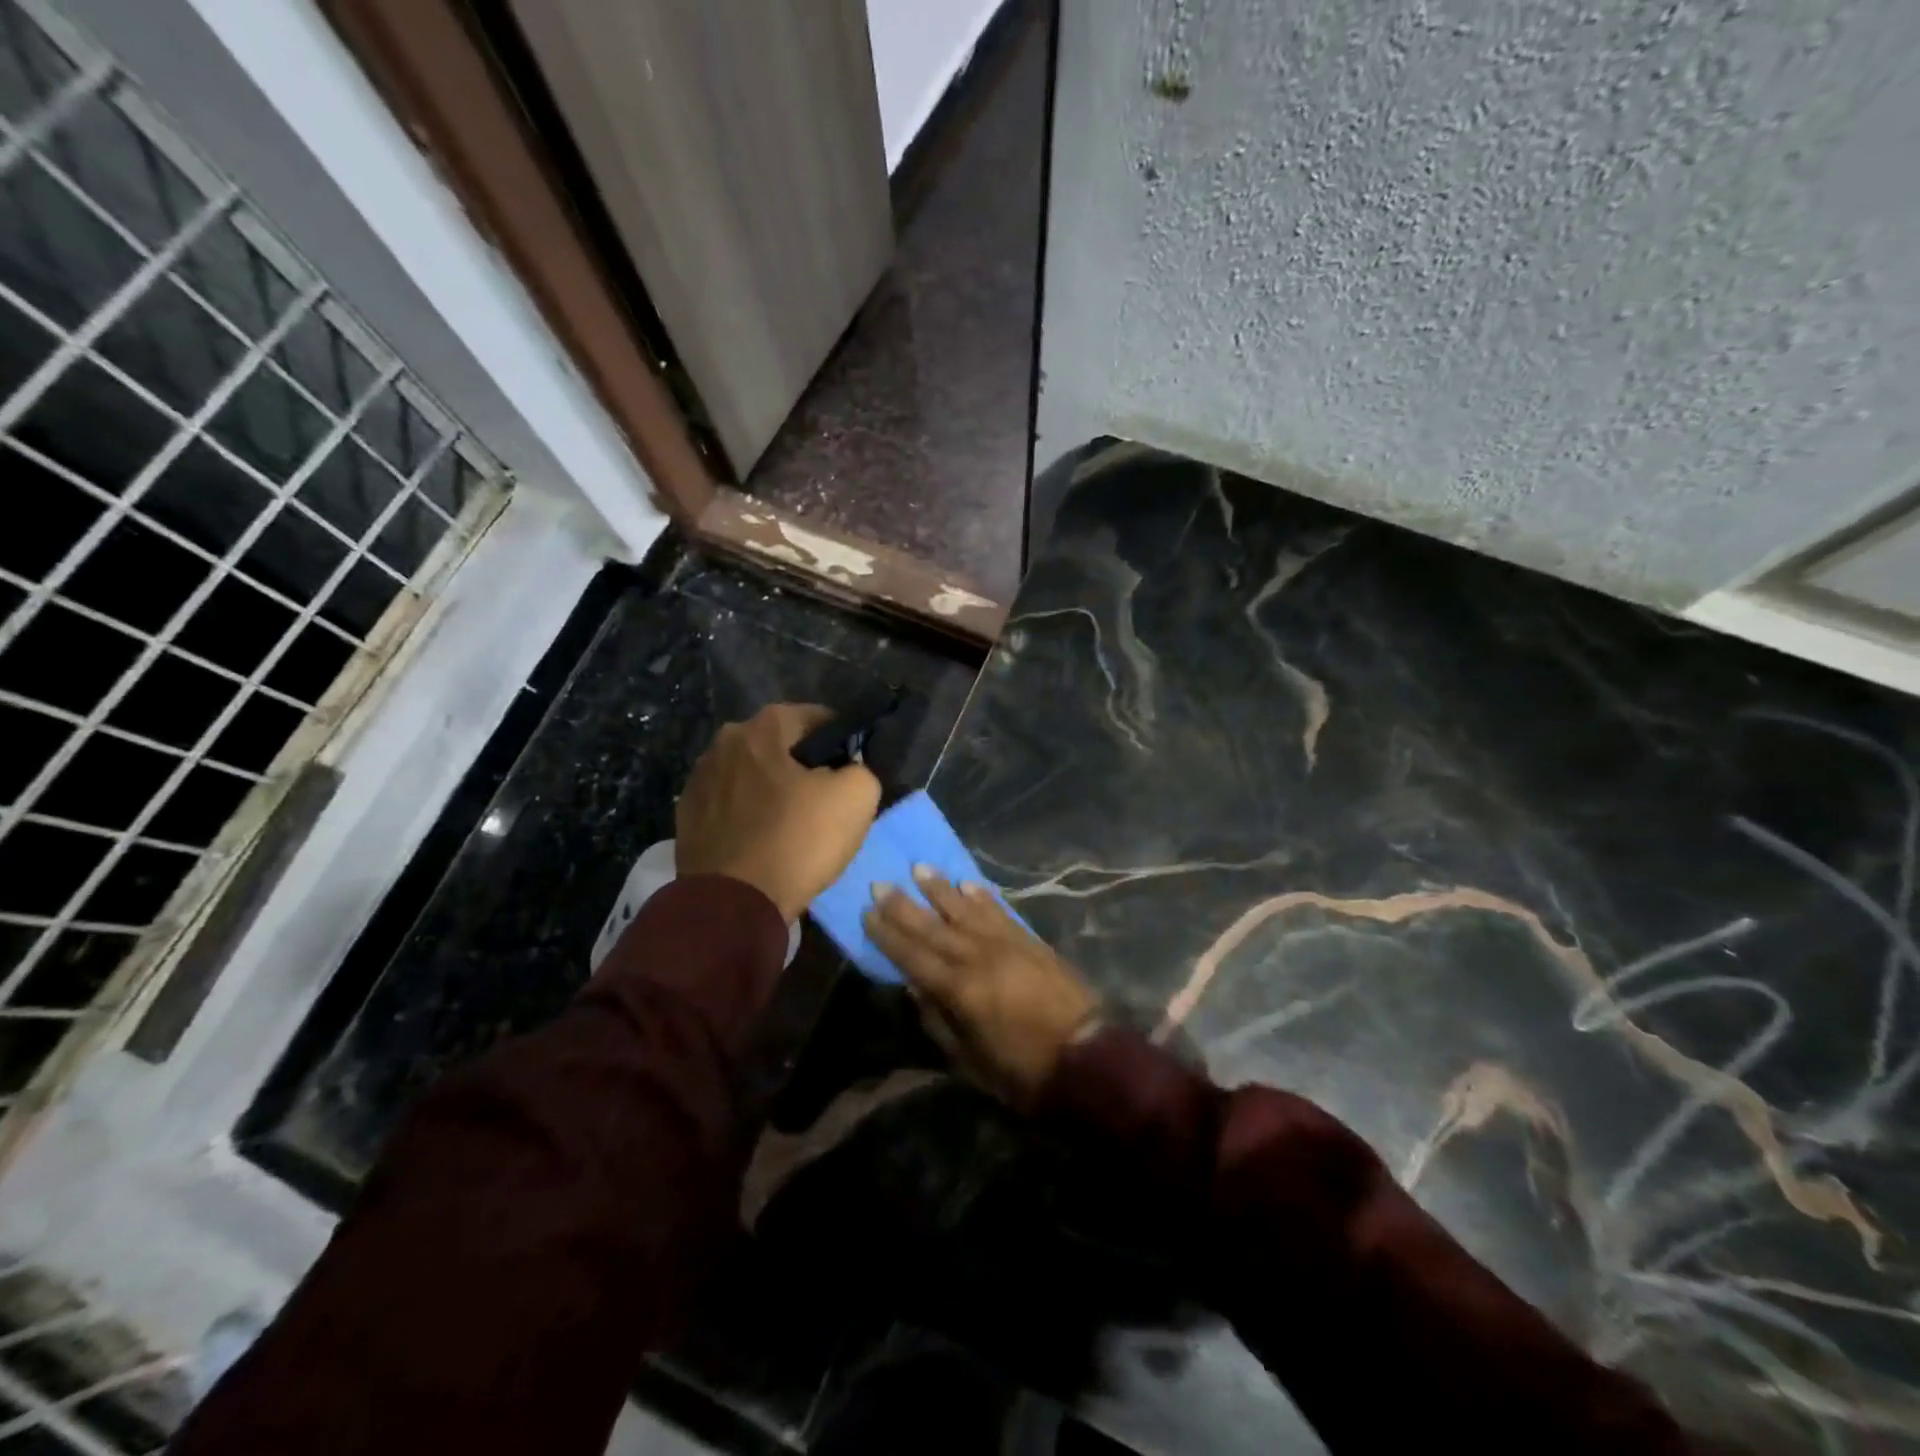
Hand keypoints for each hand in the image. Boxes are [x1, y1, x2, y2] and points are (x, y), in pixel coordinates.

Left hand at [676, 703, 880, 922]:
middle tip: (824, 797)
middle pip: (777, 746)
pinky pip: (729, 805)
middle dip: (801, 764)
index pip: (814, 717)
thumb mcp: (857, 798)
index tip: (852, 766)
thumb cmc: (798, 840)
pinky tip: (762, 839)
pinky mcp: (686, 817)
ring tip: (791, 822)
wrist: (733, 904)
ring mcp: (698, 780)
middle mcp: (723, 743)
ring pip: (750, 775)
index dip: (840, 739)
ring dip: (770, 789)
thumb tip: (847, 771)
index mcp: (762, 728)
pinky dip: (747, 814)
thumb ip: (860, 770)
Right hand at [863, 867, 1098, 1104]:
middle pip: (934, 926)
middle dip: (904, 905)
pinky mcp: (1030, 941)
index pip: (913, 956)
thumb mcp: (970, 1060)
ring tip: (920, 868)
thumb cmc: (1022, 1070)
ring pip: (966, 910)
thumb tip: (913, 987)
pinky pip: (1000, 912)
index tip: (867, 913)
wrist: (1086, 1057)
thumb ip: (938, 1021)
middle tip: (880, 883)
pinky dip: (982, 897)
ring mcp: (1007, 944)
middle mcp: (979, 958)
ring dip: (941, 889)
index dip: (888, 935)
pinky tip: (968, 884)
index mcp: (960, 990)